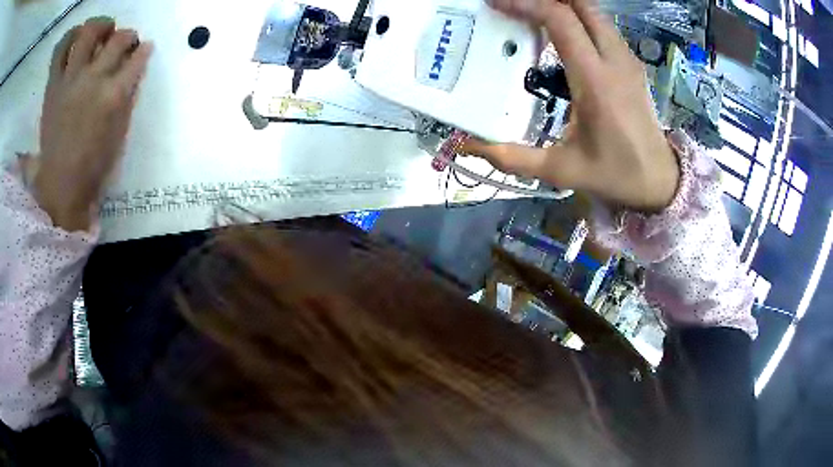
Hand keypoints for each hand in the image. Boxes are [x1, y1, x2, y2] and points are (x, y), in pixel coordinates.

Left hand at [35, 17, 152, 231]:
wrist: (60, 187)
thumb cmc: (92, 166)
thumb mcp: (119, 134)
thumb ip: (128, 98)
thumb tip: (133, 72)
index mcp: (113, 96)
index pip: (138, 58)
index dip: (144, 50)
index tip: (144, 49)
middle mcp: (93, 80)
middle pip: (118, 39)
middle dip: (128, 36)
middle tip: (125, 42)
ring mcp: (70, 80)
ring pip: (88, 32)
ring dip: (100, 26)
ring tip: (101, 32)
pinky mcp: (53, 85)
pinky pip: (60, 49)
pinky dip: (70, 37)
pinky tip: (76, 38)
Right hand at [465, 0, 678, 211]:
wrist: (659, 181)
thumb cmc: (614, 174)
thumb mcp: (561, 170)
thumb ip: (513, 158)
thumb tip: (467, 147)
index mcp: (595, 80)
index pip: (560, 20)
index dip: (526, 3)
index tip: (497, 3)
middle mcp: (614, 60)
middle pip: (582, 5)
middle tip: (516, 4)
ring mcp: (627, 59)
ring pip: (595, 12)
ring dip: (564, 5)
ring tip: (533, 12)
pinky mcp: (631, 64)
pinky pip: (603, 26)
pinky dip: (580, 18)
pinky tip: (561, 31)